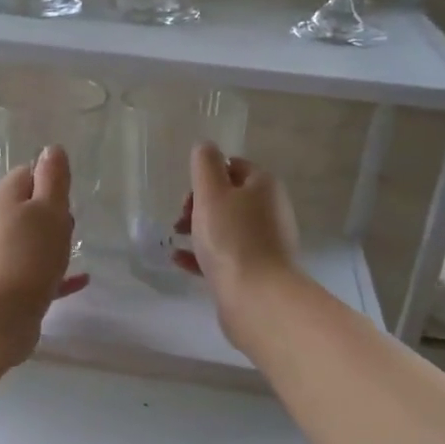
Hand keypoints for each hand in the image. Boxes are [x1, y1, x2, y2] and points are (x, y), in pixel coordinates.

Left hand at [0, 145, 87, 365]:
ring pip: (29, 240)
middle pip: (26, 207)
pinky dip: (55, 272)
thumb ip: (53, 179)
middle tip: (70, 222)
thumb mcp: (50, 210)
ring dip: (51, 242)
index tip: (68, 194)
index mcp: (5, 198)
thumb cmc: (30, 254)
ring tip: (73, 248)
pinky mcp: (6, 285)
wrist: (0, 315)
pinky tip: (80, 280)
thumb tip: (51, 149)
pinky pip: (35, 272)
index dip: (49, 180)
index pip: (26, 174)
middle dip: (51, 211)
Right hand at [175, 143, 299, 351]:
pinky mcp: (255, 270)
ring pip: (225, 227)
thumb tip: (205, 146)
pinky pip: (224, 254)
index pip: (234, 166)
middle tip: (180, 219)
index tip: (187, 194)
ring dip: (198, 229)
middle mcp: (269, 210)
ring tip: (175, 239)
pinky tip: (179, 260)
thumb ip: (205, 165)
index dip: (207, 175)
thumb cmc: (231, 238)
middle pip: (229, 198)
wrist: (256, 296)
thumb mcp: (211, 193)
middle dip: (199, 204)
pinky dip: (201, 254)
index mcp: (263, 186)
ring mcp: (265, 242)